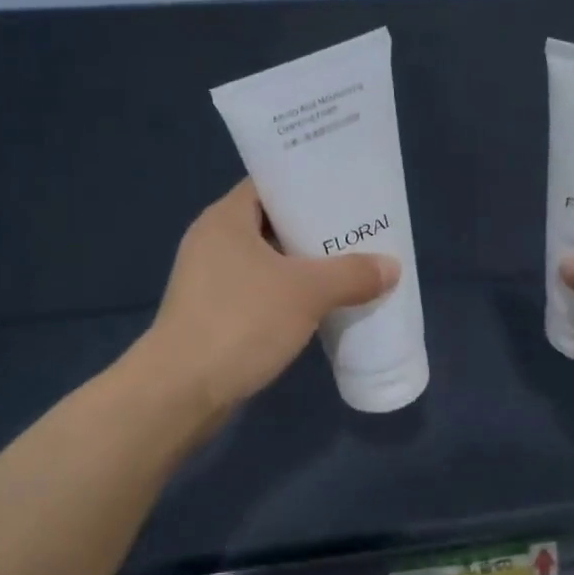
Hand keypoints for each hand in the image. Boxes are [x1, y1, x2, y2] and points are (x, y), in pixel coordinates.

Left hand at [144, 179, 399, 415]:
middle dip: (312, 229)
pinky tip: (319, 306)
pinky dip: (287, 295)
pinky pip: (259, 293)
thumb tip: (391, 267)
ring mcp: (209, 281)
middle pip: (271, 224)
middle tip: (355, 232)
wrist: (182, 390)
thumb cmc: (241, 322)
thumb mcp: (307, 293)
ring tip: (347, 267)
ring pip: (266, 262)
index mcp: (225, 219)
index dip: (306, 184)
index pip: (268, 184)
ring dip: (302, 266)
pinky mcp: (213, 316)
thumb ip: (352, 275)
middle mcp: (212, 242)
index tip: (343, 192)